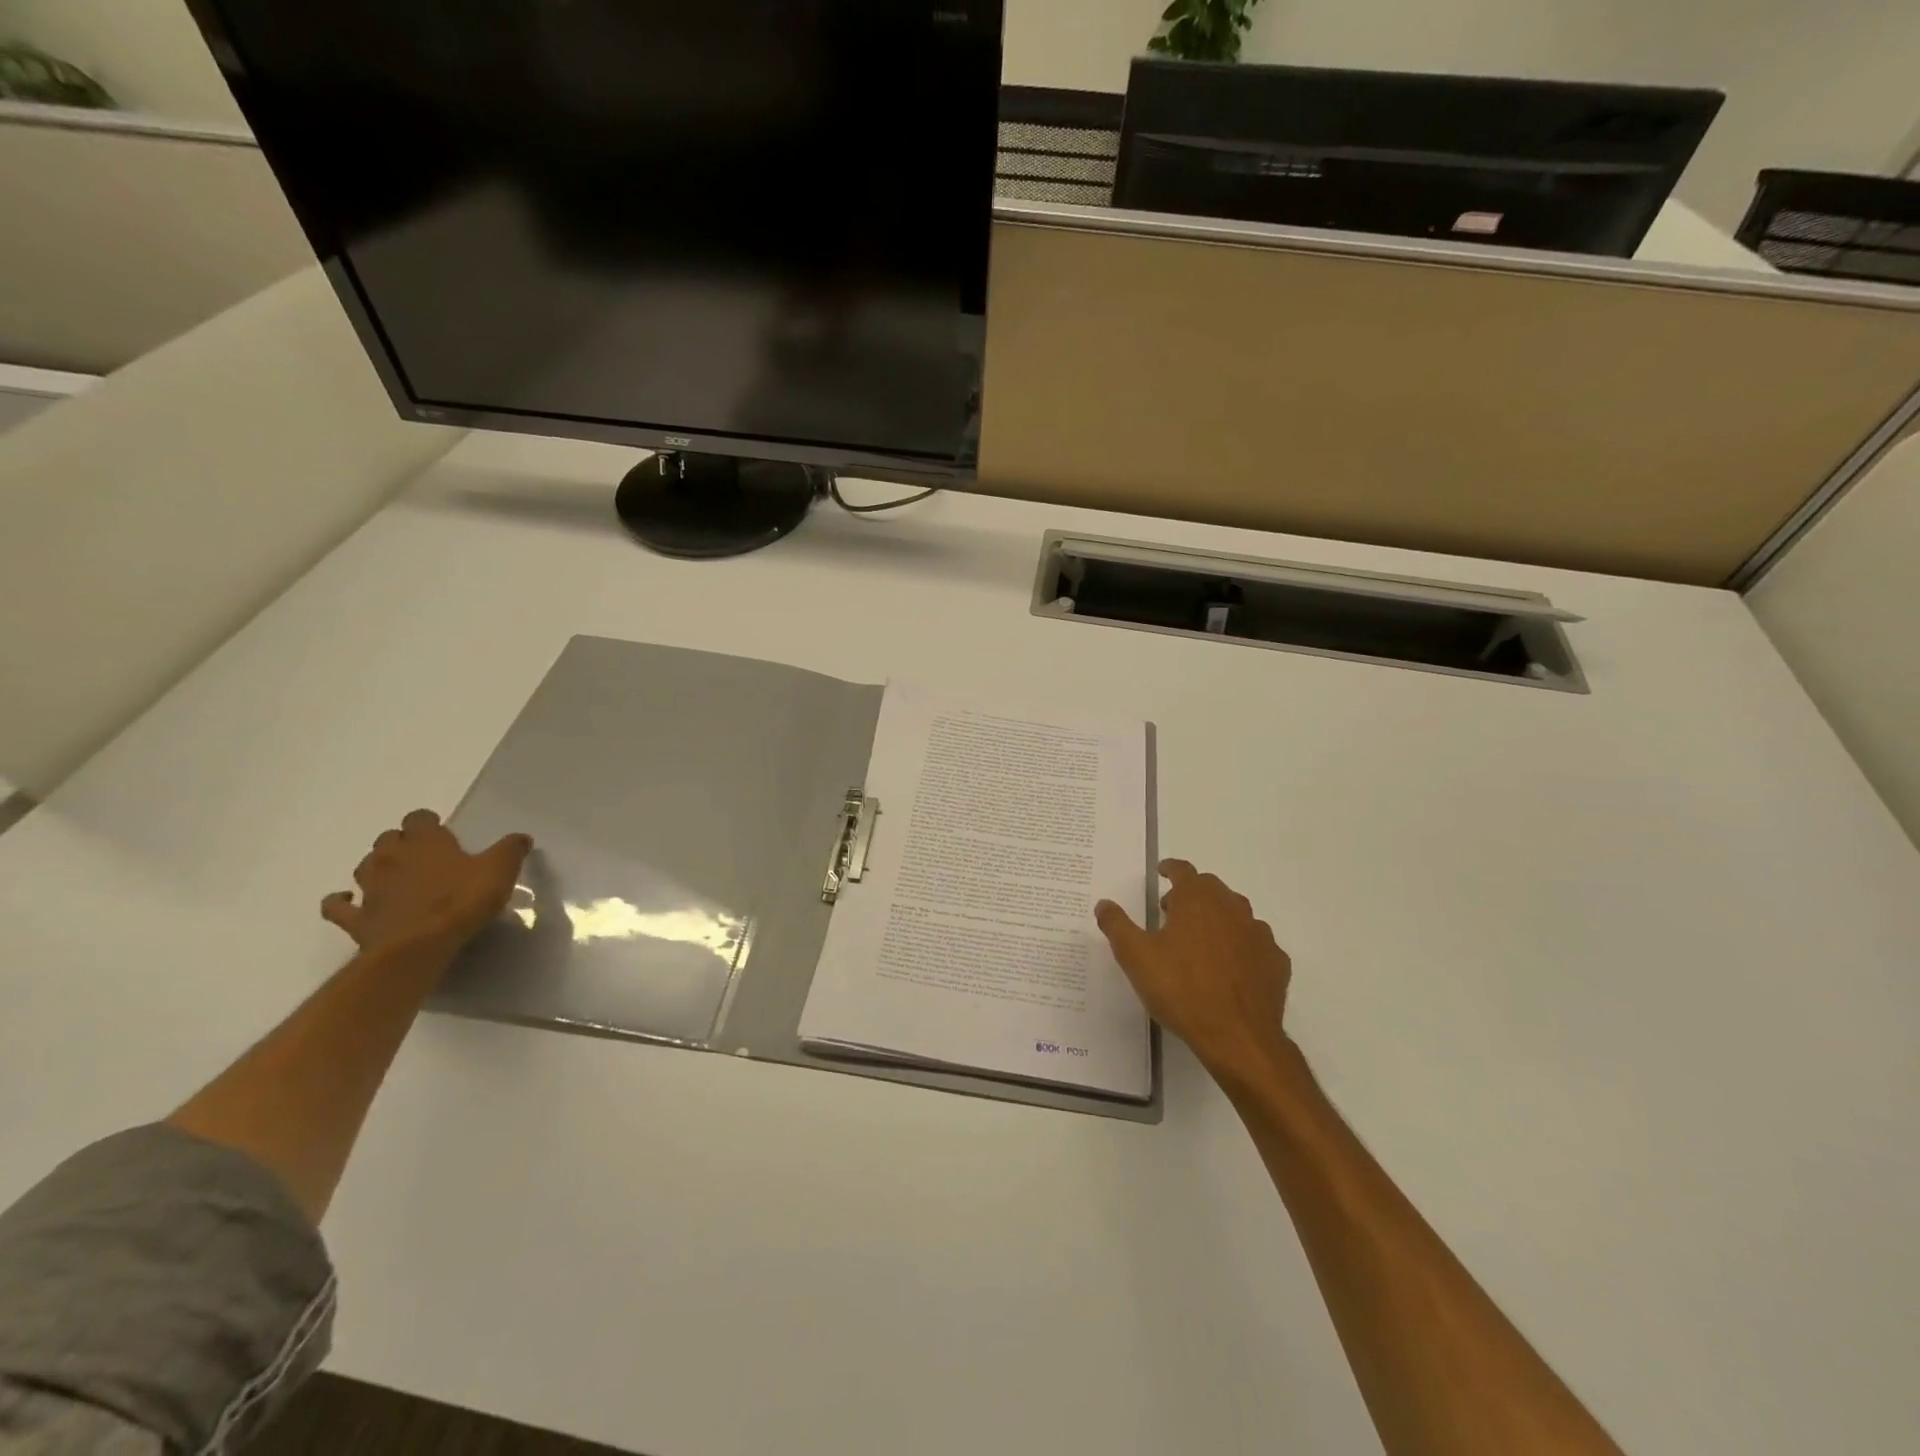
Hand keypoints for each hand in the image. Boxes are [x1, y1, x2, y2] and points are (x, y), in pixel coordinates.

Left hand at [321, 809, 532, 959]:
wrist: (418, 947)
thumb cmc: (462, 901)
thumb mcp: (500, 871)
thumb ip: (510, 850)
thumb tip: (521, 837)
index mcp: (426, 842)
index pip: (419, 818)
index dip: (428, 821)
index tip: (442, 829)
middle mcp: (392, 857)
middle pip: (388, 838)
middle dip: (402, 842)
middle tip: (422, 854)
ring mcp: (370, 888)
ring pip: (364, 865)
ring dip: (376, 866)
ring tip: (393, 874)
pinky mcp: (356, 917)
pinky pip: (339, 905)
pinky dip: (342, 901)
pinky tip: (351, 901)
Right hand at [1096, 860, 1293, 1086]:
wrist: (1238, 1037)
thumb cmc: (1181, 989)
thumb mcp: (1135, 957)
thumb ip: (1117, 925)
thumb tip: (1104, 903)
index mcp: (1197, 899)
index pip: (1183, 870)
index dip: (1170, 868)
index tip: (1161, 872)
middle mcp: (1232, 907)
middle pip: (1211, 888)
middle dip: (1191, 893)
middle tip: (1171, 911)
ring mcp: (1259, 934)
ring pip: (1236, 913)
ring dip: (1217, 918)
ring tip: (1199, 939)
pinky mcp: (1276, 961)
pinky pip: (1255, 943)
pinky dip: (1240, 946)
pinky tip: (1230, 966)